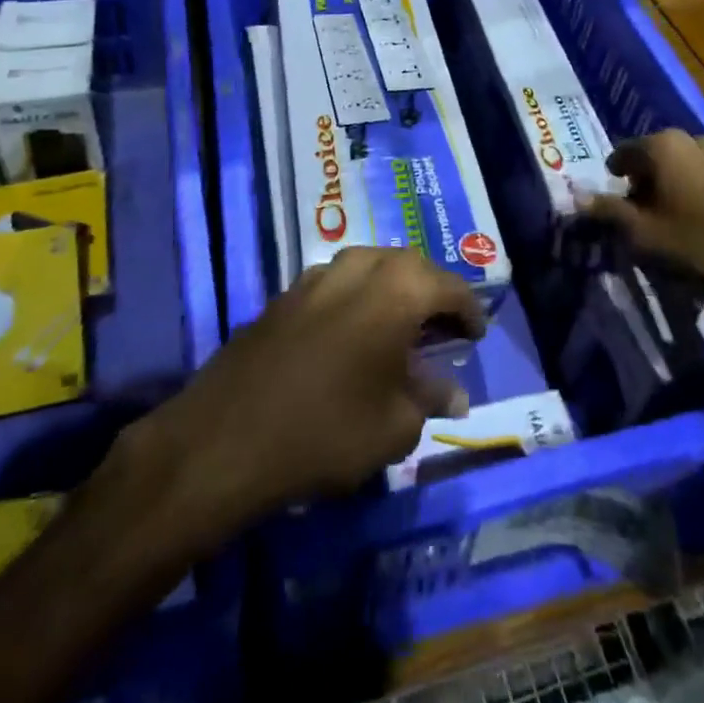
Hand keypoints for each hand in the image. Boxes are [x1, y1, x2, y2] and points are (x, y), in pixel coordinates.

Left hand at [133, 247, 485, 526]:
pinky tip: (354, 335)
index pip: (448, 286)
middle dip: (431, 291)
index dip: (469, 311)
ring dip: (393, 289)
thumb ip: (430, 399)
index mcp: (397, 288)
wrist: (226, 437)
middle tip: (442, 328)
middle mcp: (359, 266)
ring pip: (370, 266)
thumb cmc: (327, 431)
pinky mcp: (285, 294)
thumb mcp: (394, 426)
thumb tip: (454, 393)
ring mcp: (316, 276)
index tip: (477, 336)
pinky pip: (336, 282)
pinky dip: (358, 298)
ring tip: (401, 327)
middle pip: (409, 265)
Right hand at [583, 130, 703, 339]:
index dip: (617, 178)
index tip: (619, 204)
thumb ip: (609, 213)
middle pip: (663, 156)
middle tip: (653, 219)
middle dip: (653, 182)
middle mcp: (701, 138)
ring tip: (692, 224)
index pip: (625, 153)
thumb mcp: (648, 238)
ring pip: (699, 166)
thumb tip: (575, 195)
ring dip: (689, 187)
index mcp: (667, 147)